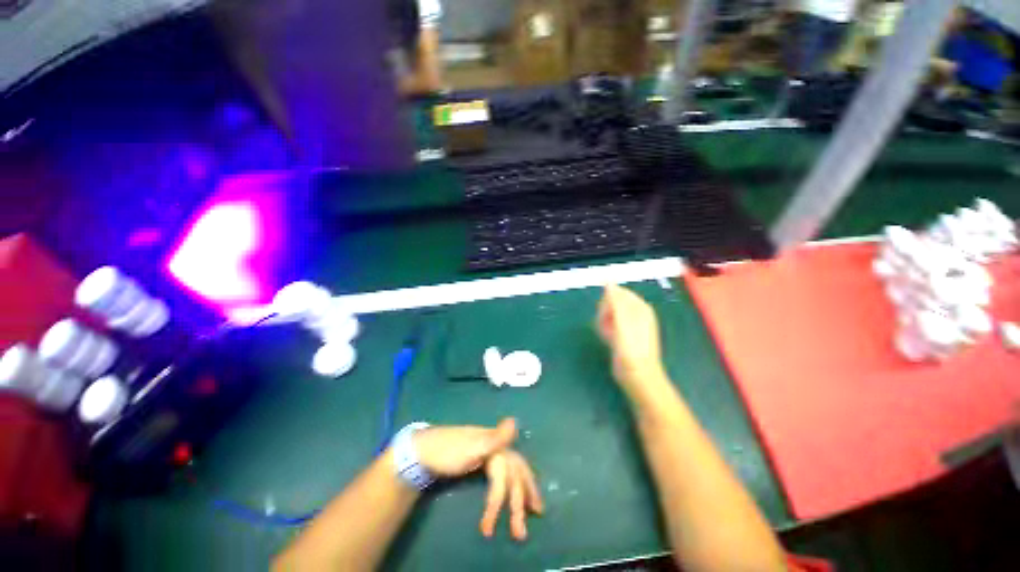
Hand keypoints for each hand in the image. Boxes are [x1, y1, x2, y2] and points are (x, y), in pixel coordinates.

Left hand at [410, 418, 543, 540]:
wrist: (425, 449)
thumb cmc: (447, 450)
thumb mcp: (471, 446)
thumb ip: (494, 438)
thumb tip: (514, 422)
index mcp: (496, 444)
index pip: (509, 472)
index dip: (505, 498)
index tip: (492, 526)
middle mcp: (498, 448)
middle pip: (515, 472)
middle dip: (521, 499)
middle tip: (527, 526)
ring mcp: (491, 454)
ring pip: (512, 474)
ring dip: (521, 493)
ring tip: (532, 511)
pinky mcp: (484, 461)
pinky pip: (504, 474)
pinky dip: (513, 485)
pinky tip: (516, 492)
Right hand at [596, 285, 666, 391]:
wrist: (637, 376)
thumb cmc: (631, 349)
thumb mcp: (622, 322)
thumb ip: (615, 301)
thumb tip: (608, 282)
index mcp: (640, 307)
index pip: (618, 292)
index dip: (607, 301)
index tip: (604, 313)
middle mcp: (636, 314)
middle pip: (611, 302)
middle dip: (604, 312)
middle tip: (606, 326)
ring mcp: (629, 325)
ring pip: (608, 314)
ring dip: (603, 322)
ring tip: (607, 335)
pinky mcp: (622, 335)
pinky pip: (608, 324)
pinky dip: (605, 330)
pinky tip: (607, 339)